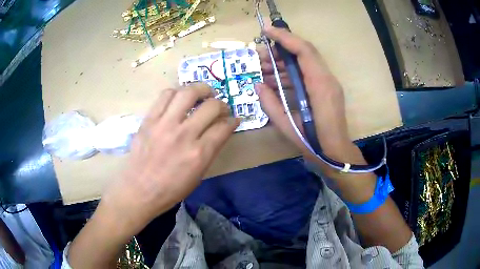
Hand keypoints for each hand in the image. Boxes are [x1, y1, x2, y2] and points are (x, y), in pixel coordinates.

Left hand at [102, 83, 239, 231]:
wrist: (139, 190)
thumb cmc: (171, 189)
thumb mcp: (198, 175)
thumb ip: (211, 150)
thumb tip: (221, 131)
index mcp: (199, 154)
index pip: (224, 127)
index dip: (233, 120)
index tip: (233, 119)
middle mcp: (184, 135)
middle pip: (211, 106)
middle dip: (222, 104)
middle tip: (220, 107)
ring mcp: (164, 124)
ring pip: (188, 93)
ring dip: (201, 89)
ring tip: (204, 93)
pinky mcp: (149, 119)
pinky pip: (166, 95)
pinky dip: (177, 93)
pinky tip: (180, 99)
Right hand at [256, 26, 352, 162]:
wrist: (336, 154)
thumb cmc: (314, 143)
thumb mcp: (287, 126)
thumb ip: (270, 103)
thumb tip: (257, 84)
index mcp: (320, 86)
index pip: (303, 51)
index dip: (284, 37)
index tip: (265, 30)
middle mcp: (327, 79)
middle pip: (304, 52)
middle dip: (279, 49)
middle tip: (258, 55)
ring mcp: (328, 83)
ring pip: (304, 62)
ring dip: (283, 61)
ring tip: (263, 67)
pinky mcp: (326, 88)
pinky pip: (307, 73)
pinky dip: (290, 73)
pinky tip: (275, 80)